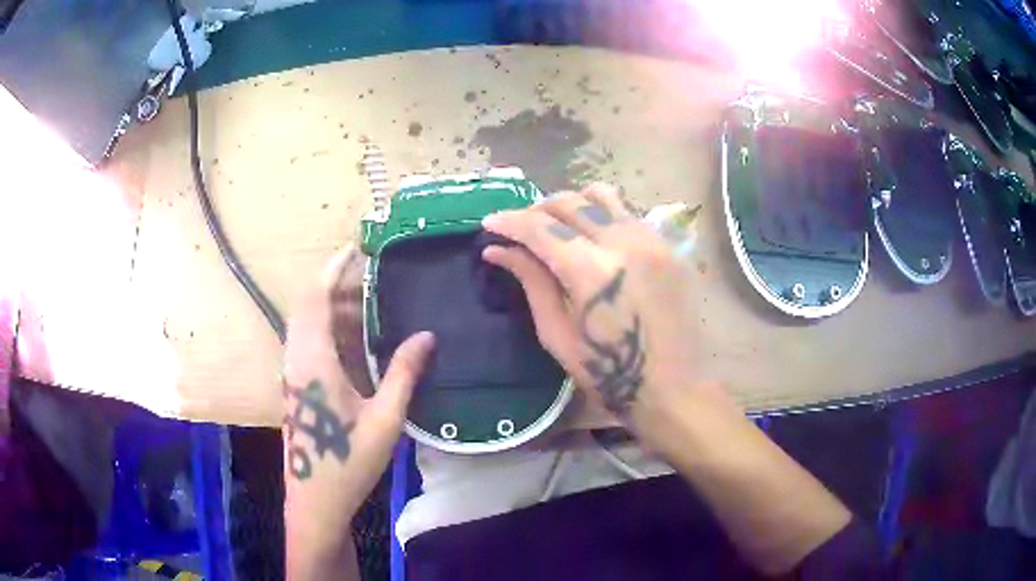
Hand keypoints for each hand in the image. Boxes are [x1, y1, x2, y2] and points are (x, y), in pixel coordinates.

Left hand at [282, 247, 433, 576]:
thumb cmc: (348, 462)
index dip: (333, 268)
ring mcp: (294, 374)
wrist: (315, 500)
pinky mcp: (297, 387)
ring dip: (334, 308)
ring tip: (370, 305)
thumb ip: (403, 373)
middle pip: (309, 306)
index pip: (316, 298)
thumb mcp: (384, 419)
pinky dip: (330, 330)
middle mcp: (297, 360)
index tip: (355, 248)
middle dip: (337, 285)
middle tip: (374, 278)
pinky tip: (356, 342)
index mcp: (313, 361)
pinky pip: (309, 343)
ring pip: (308, 325)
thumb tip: (426, 336)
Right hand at [482, 184, 720, 431]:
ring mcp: (651, 239)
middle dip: (537, 209)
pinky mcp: (668, 245)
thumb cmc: (609, 374)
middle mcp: (623, 242)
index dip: (509, 221)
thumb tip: (498, 250)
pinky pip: (627, 213)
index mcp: (591, 271)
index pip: (541, 227)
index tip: (490, 223)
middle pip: (570, 202)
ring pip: (602, 196)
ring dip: (572, 204)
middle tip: (522, 229)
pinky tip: (595, 239)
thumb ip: (531, 282)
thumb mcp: (557, 334)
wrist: (674, 387)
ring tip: (559, 226)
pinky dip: (602, 215)